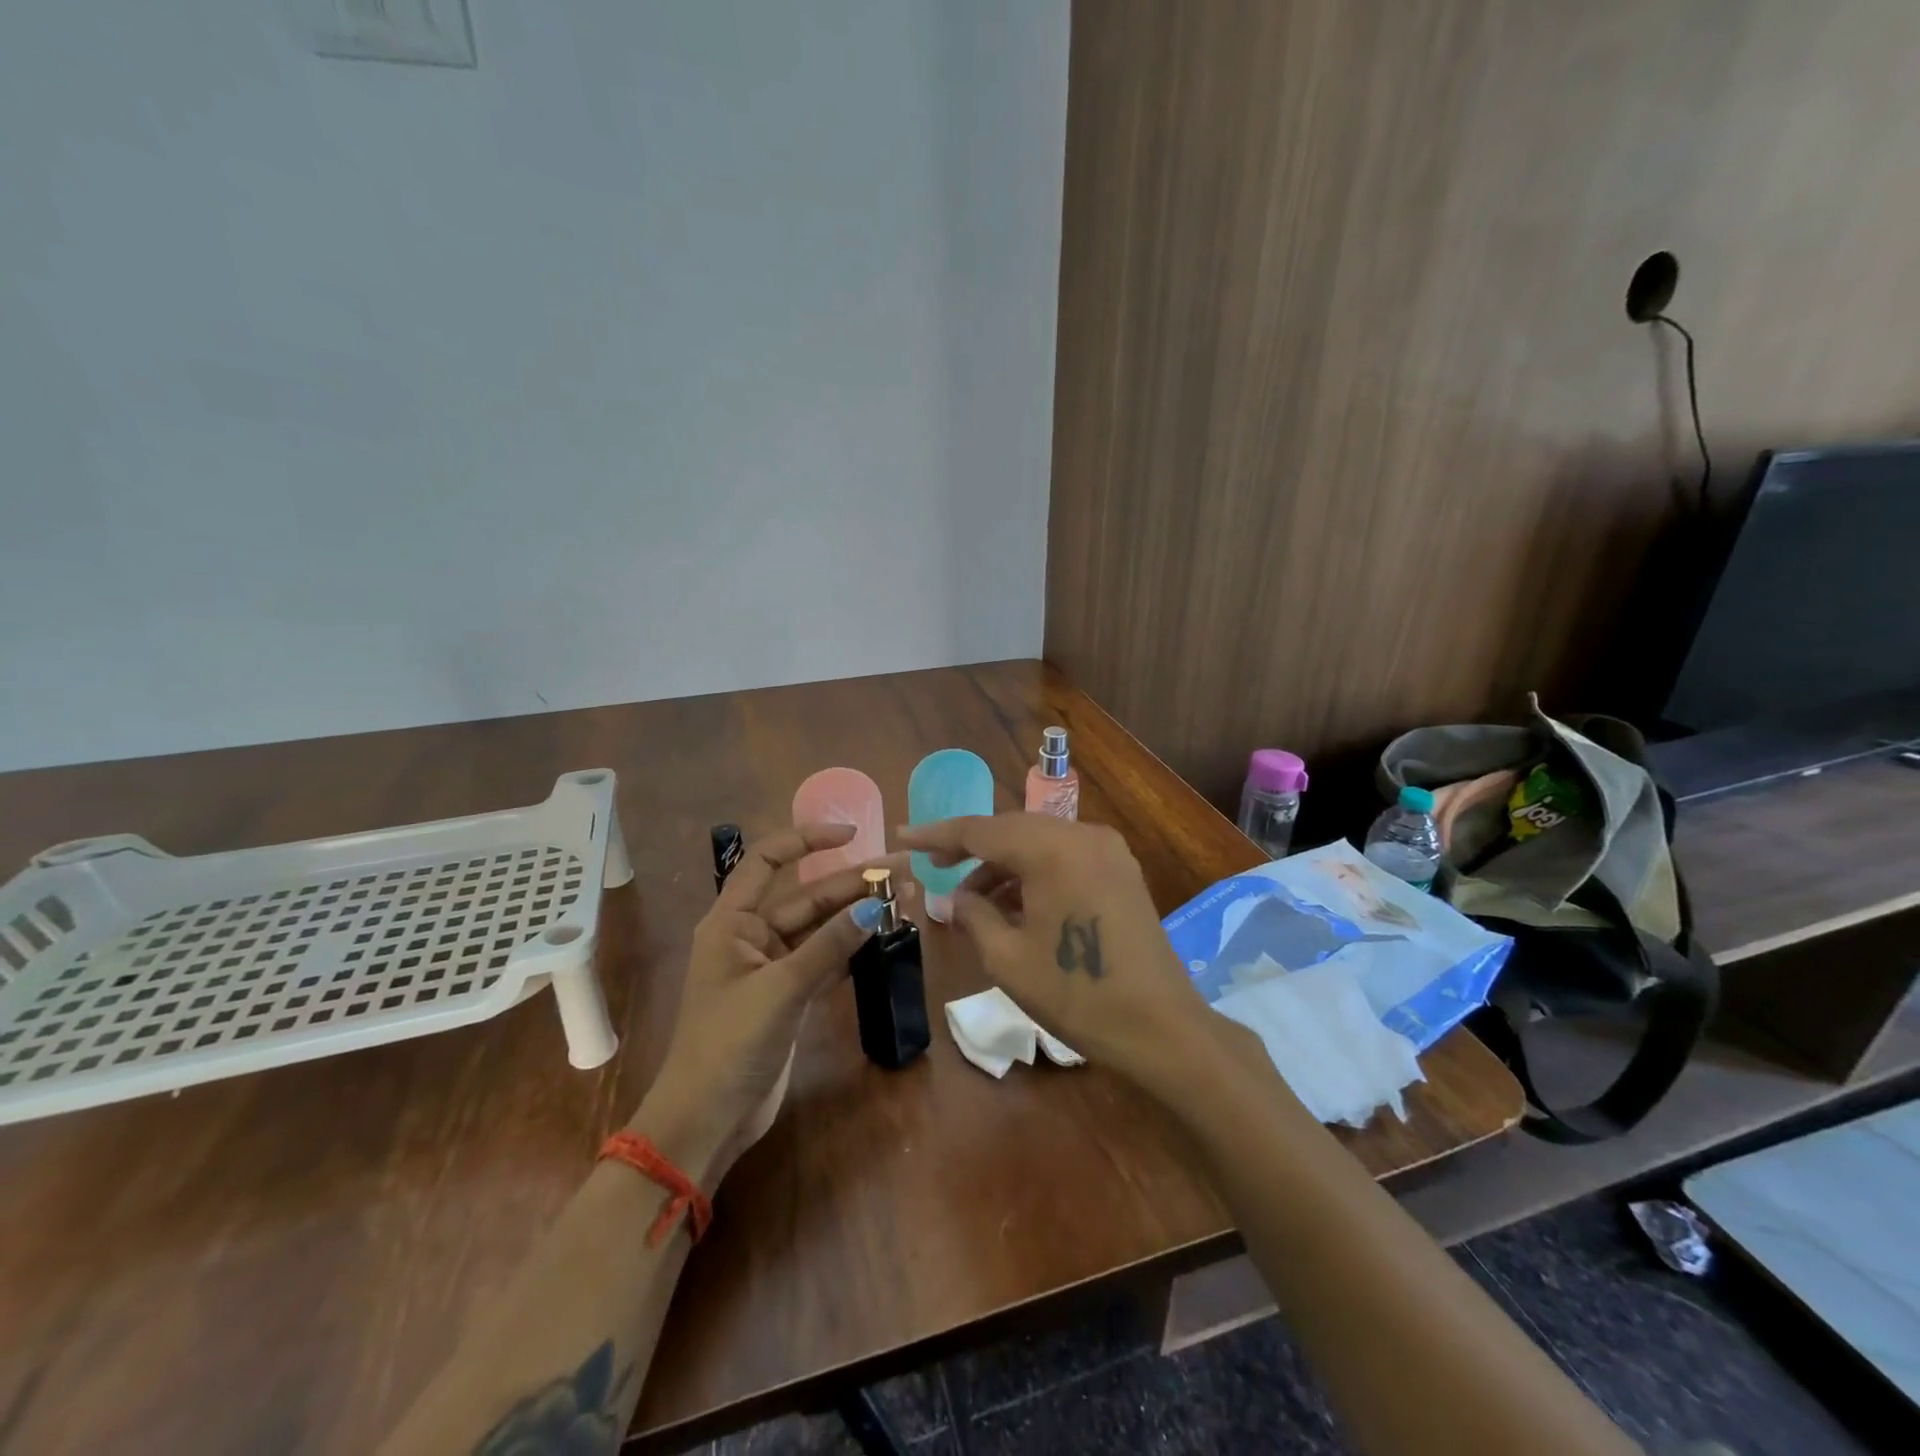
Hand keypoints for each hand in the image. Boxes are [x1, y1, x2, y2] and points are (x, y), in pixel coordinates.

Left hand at [639, 824, 897, 1187]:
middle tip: (903, 871)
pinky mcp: (790, 995)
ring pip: (821, 928)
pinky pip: (826, 959)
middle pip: (808, 896)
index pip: (767, 860)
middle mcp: (752, 936)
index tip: (851, 835)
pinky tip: (885, 936)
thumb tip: (874, 907)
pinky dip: (852, 949)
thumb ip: (829, 946)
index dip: (807, 840)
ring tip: (905, 898)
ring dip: (858, 914)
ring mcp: (773, 967)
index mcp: (732, 922)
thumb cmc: (729, 1044)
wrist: (706, 1120)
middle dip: (852, 882)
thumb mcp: (780, 990)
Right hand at [897, 813, 1217, 1092]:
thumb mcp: (1008, 958)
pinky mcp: (1120, 870)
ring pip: (1038, 842)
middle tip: (934, 865)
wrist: (1160, 1027)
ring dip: (1002, 864)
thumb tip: (955, 897)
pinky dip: (1033, 872)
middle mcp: (1082, 835)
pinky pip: (1064, 857)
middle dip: (971, 848)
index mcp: (1052, 849)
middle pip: (1012, 829)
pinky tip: (1013, 904)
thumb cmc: (1077, 994)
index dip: (938, 834)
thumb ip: (973, 915)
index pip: (982, 830)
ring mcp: (1107, 850)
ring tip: (971, 900)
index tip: (903, 836)